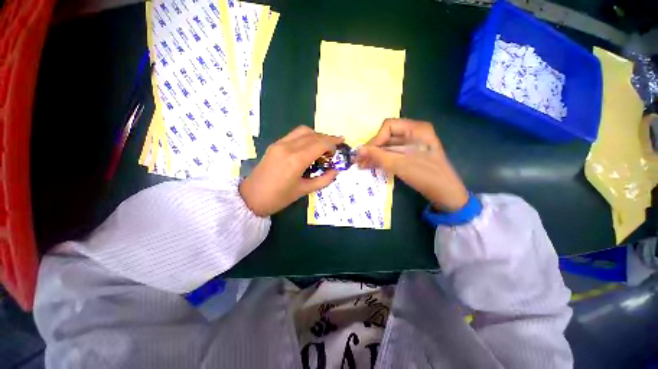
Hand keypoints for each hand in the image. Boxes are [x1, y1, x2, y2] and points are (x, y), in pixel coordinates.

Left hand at [240, 126, 343, 216]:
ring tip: (323, 146)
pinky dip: (306, 137)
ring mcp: (280, 144)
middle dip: (327, 138)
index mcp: (296, 160)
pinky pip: (294, 135)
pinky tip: (309, 147)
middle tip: (335, 147)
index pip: (320, 144)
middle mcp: (288, 147)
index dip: (333, 142)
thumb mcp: (304, 191)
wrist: (251, 197)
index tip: (341, 145)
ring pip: (303, 131)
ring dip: (316, 135)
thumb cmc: (279, 198)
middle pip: (313, 135)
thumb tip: (336, 171)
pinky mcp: (275, 145)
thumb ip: (323, 180)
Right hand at [356, 118, 468, 211]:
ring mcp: (411, 144)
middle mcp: (413, 133)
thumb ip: (378, 156)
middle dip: (372, 148)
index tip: (368, 153)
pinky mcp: (409, 155)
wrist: (445, 193)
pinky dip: (381, 159)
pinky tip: (370, 165)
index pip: (388, 126)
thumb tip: (358, 150)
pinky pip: (391, 153)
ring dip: (374, 155)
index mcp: (416, 129)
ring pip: (387, 146)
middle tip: (359, 161)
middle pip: (386, 136)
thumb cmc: (426, 176)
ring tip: (361, 165)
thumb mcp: (400, 165)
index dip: (376, 139)